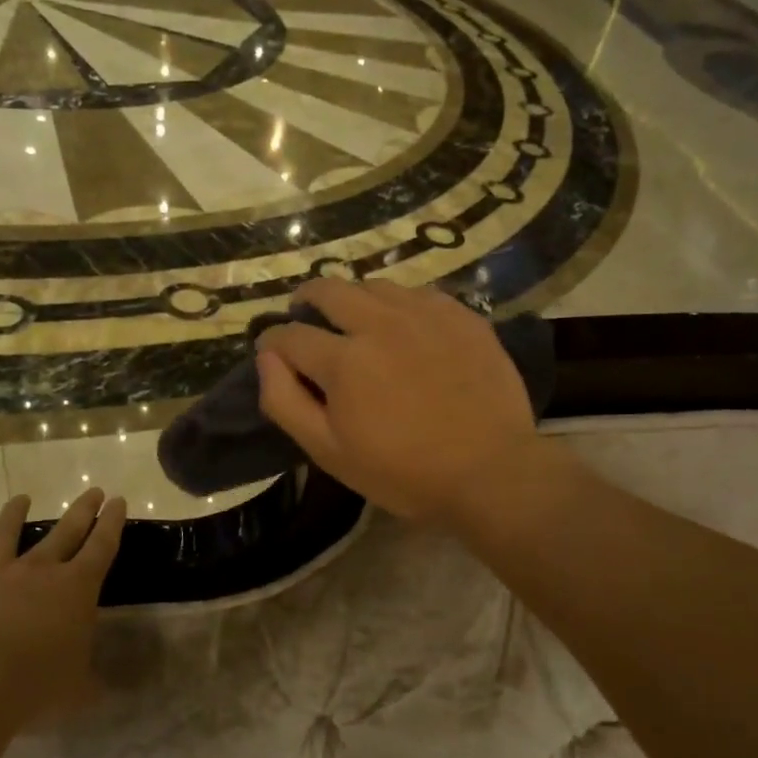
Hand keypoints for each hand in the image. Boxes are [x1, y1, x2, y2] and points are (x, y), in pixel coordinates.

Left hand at [0, 488, 125, 721]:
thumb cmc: (39, 683)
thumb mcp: (79, 689)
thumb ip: (90, 681)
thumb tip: (103, 688)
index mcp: (77, 588)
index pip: (102, 546)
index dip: (112, 523)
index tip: (118, 501)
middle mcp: (39, 572)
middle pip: (65, 532)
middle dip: (82, 510)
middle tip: (93, 491)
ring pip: (6, 536)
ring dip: (13, 515)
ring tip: (21, 498)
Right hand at [256, 279, 541, 522]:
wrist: (491, 472)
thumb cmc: (404, 472)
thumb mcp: (329, 452)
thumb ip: (285, 402)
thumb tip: (266, 358)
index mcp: (344, 359)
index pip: (290, 334)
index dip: (272, 341)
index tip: (272, 351)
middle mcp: (381, 322)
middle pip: (329, 289)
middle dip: (307, 300)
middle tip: (306, 316)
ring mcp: (426, 314)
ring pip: (375, 285)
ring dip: (354, 298)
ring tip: (356, 321)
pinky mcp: (462, 317)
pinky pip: (419, 293)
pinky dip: (399, 303)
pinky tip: (405, 326)